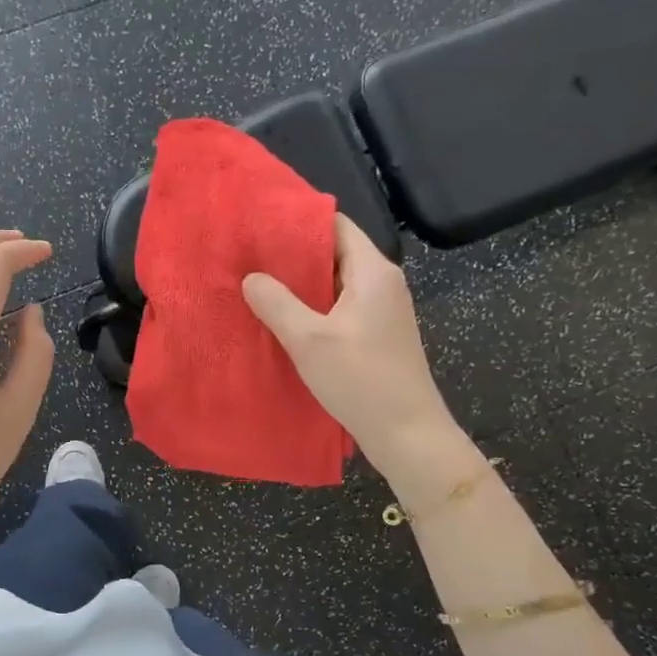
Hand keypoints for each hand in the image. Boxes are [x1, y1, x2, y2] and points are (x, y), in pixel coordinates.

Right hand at [241, 215, 460, 484]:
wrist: (407, 433)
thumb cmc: (361, 380)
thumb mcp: (309, 340)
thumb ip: (277, 303)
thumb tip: (251, 277)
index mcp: (373, 271)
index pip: (335, 224)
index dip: (297, 221)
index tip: (259, 226)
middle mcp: (382, 282)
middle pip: (334, 252)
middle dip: (292, 254)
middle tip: (249, 257)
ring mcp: (381, 309)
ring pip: (335, 282)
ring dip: (300, 284)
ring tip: (258, 285)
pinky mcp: (376, 333)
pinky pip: (339, 306)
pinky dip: (312, 307)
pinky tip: (282, 318)